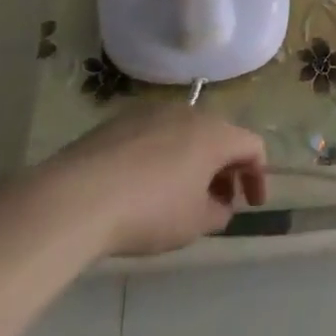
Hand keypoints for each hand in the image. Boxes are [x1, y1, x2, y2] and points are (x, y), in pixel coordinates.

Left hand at [45, 104, 266, 256]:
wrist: (77, 197)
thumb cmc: (149, 211)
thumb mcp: (193, 224)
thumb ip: (218, 212)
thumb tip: (220, 205)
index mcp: (215, 134)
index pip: (252, 146)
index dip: (258, 176)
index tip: (251, 205)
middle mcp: (189, 113)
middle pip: (219, 136)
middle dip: (225, 169)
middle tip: (218, 201)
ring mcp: (152, 112)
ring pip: (186, 133)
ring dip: (193, 160)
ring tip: (180, 194)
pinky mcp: (120, 120)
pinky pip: (155, 135)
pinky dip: (162, 156)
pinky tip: (144, 184)